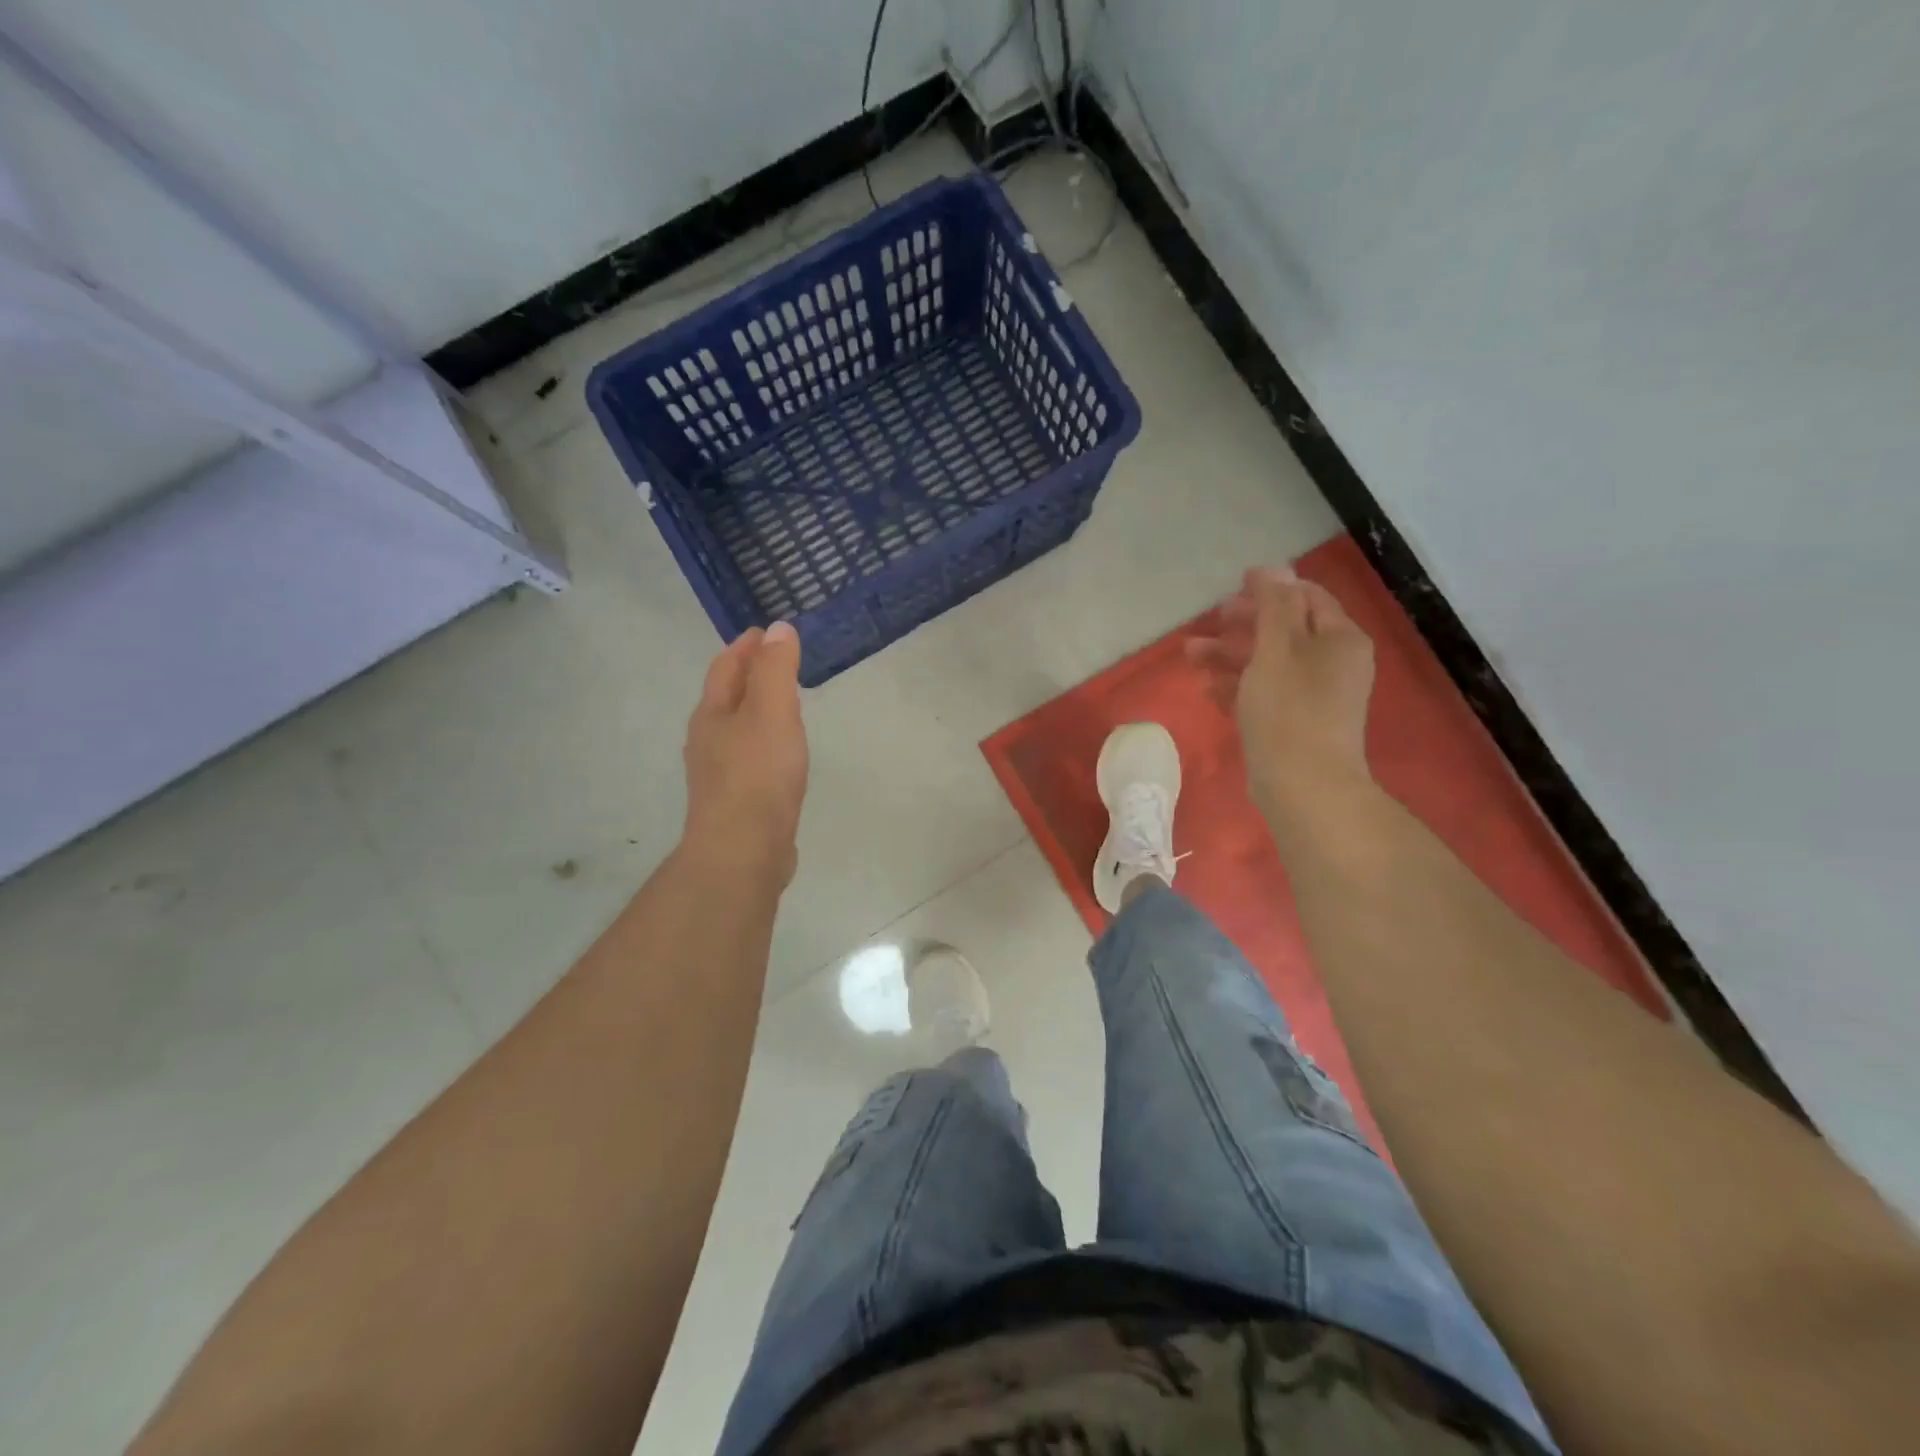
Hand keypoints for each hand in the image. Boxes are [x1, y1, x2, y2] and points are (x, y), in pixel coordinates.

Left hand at [682, 623, 809, 881]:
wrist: (743, 851)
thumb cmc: (757, 775)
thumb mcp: (771, 712)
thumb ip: (776, 670)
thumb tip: (778, 629)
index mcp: (712, 715)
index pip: (725, 668)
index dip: (745, 647)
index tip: (766, 631)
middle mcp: (708, 741)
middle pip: (726, 699)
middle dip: (749, 677)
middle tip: (779, 663)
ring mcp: (719, 775)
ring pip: (737, 731)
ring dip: (757, 712)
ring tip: (784, 705)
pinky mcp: (736, 803)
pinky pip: (750, 760)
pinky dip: (765, 744)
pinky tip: (782, 756)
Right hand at [1186, 567, 1376, 821]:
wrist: (1304, 787)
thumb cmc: (1290, 710)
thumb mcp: (1278, 648)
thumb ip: (1275, 605)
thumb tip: (1275, 568)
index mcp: (1339, 639)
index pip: (1307, 597)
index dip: (1270, 588)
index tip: (1233, 587)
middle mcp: (1333, 663)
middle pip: (1284, 630)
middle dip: (1242, 624)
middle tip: (1210, 621)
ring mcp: (1315, 697)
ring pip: (1269, 663)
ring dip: (1231, 655)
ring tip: (1191, 656)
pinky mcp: (1295, 724)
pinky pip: (1265, 693)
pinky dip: (1238, 686)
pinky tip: (1209, 690)